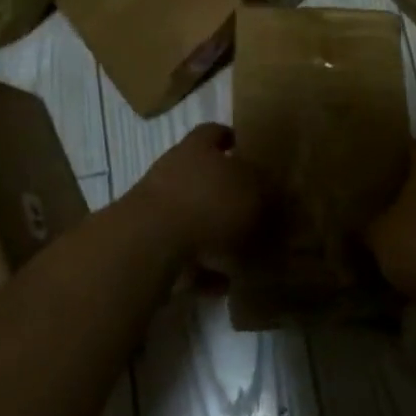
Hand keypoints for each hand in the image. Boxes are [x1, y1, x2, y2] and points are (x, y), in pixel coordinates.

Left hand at [126, 123, 264, 266]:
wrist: (150, 244)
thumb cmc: (209, 204)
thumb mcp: (252, 191)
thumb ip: (263, 188)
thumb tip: (269, 188)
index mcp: (197, 148)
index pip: (215, 133)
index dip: (231, 139)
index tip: (246, 150)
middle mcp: (172, 171)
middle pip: (200, 176)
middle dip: (224, 193)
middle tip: (252, 208)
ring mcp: (155, 208)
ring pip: (190, 217)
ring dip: (213, 233)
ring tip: (242, 253)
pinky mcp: (147, 243)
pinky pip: (182, 253)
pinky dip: (202, 267)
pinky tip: (223, 283)